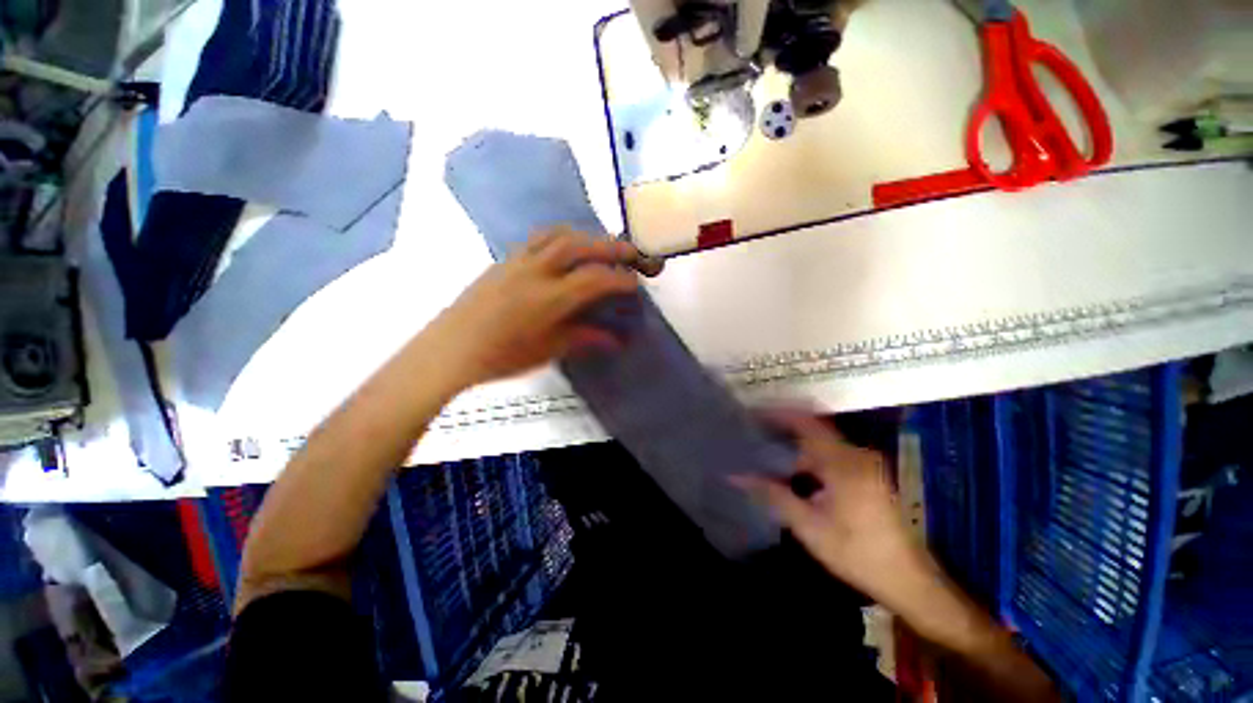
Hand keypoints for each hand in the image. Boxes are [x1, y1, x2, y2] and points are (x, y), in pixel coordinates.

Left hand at [432, 227, 660, 387]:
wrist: (451, 348)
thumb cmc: (501, 356)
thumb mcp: (548, 350)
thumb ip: (584, 338)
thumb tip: (615, 340)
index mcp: (549, 299)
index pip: (595, 280)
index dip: (620, 280)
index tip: (636, 284)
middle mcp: (536, 271)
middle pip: (580, 246)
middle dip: (611, 247)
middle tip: (631, 252)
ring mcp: (518, 261)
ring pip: (558, 235)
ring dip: (586, 236)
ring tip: (601, 245)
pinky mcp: (505, 260)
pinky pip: (539, 239)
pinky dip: (562, 237)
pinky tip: (567, 248)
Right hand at [733, 411, 927, 604]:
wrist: (909, 580)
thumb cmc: (857, 553)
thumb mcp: (809, 526)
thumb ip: (772, 495)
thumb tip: (736, 476)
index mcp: (843, 463)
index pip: (806, 423)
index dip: (778, 413)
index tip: (752, 412)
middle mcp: (857, 455)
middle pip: (813, 429)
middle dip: (782, 427)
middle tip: (753, 430)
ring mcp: (866, 464)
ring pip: (822, 442)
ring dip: (795, 442)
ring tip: (766, 446)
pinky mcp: (869, 474)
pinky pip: (832, 453)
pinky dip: (808, 455)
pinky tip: (792, 469)